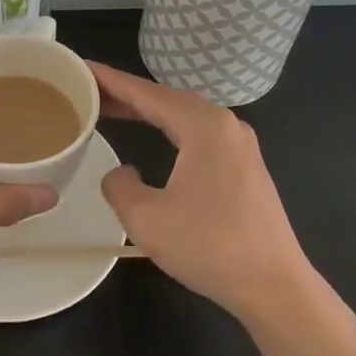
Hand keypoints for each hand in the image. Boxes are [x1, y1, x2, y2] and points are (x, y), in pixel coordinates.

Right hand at [90, 61, 313, 321]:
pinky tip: (155, 135)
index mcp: (203, 125)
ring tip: (112, 109)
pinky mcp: (245, 165)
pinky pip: (199, 132)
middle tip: (88, 90)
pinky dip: (169, 127)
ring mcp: (240, 144)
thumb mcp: (146, 219)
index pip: (146, 93)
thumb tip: (121, 173)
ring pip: (184, 114)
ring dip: (148, 110)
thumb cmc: (210, 247)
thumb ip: (120, 187)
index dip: (110, 80)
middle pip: (166, 98)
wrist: (275, 287)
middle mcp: (225, 124)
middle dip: (127, 93)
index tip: (80, 68)